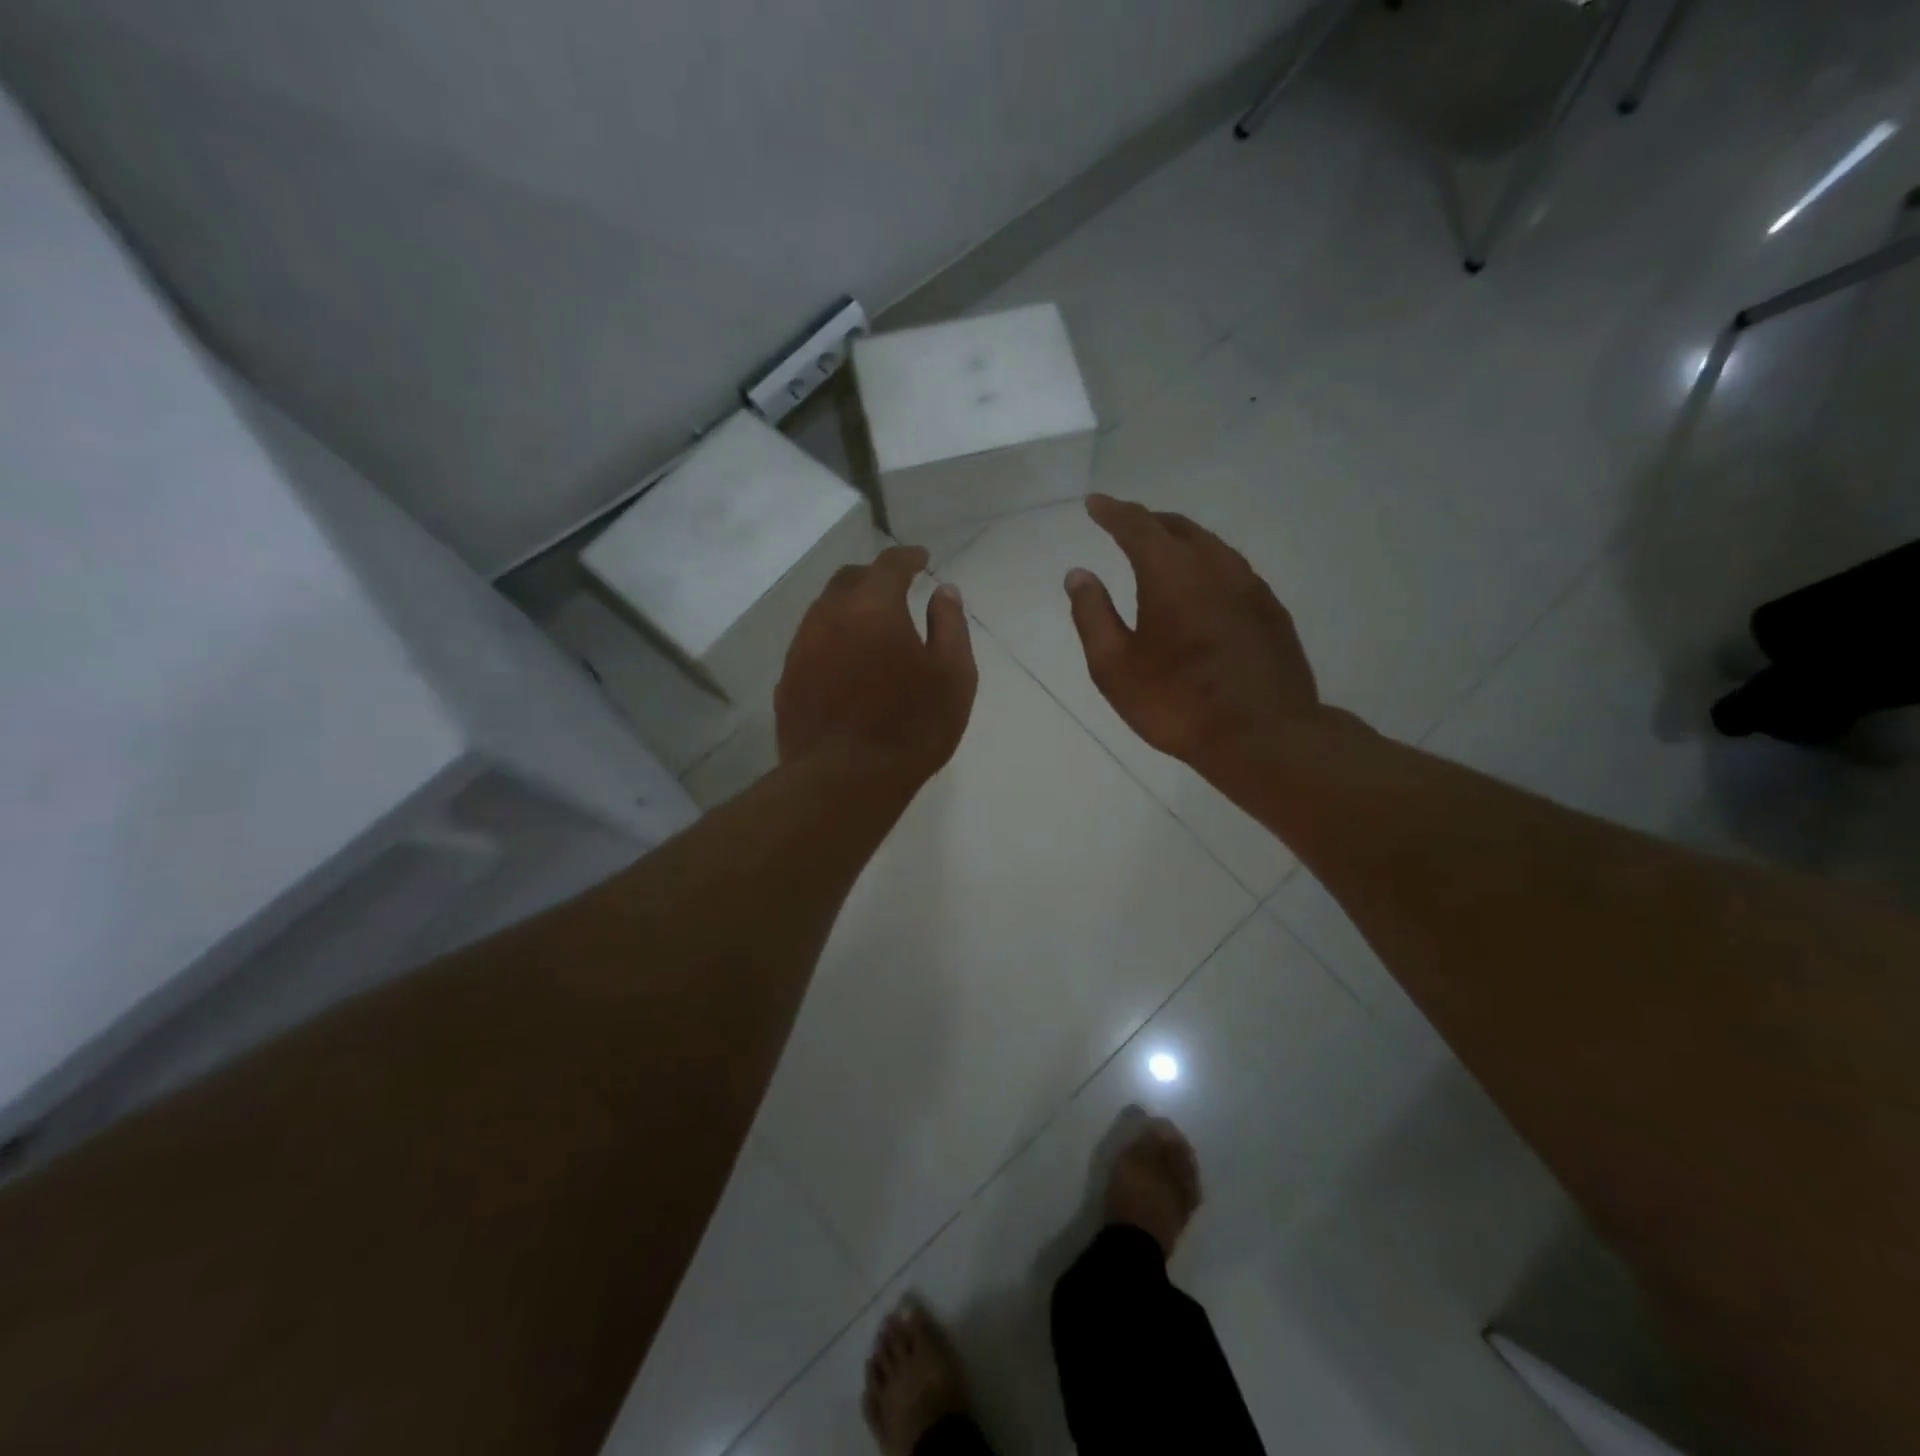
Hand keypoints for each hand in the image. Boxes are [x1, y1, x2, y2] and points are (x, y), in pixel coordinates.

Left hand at [776, 545, 977, 786]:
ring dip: (849, 608)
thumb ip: (950, 625)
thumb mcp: (953, 675)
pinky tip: (846, 663)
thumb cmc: (911, 726)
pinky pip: (811, 643)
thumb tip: (944, 591)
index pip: (889, 564)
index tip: (922, 559)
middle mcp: (830, 616)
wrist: (844, 780)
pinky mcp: (787, 679)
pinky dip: (832, 640)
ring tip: (870, 626)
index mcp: (874, 607)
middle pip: (850, 580)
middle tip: (895, 590)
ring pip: (824, 611)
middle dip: (874, 578)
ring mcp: (802, 648)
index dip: (908, 557)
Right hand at [1065, 495, 1326, 785]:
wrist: (1263, 736)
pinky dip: (1207, 564)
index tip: (1095, 503)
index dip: (1112, 512)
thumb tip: (1078, 574)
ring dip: (1181, 540)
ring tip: (1161, 550)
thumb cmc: (1177, 702)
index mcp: (1171, 573)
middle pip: (1179, 528)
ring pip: (1211, 546)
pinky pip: (1232, 569)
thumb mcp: (1114, 667)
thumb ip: (1092, 615)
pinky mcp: (1271, 610)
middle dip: (1148, 521)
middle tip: (1125, 524)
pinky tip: (1201, 587)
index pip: (1137, 526)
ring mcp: (1250, 586)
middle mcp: (1215, 566)